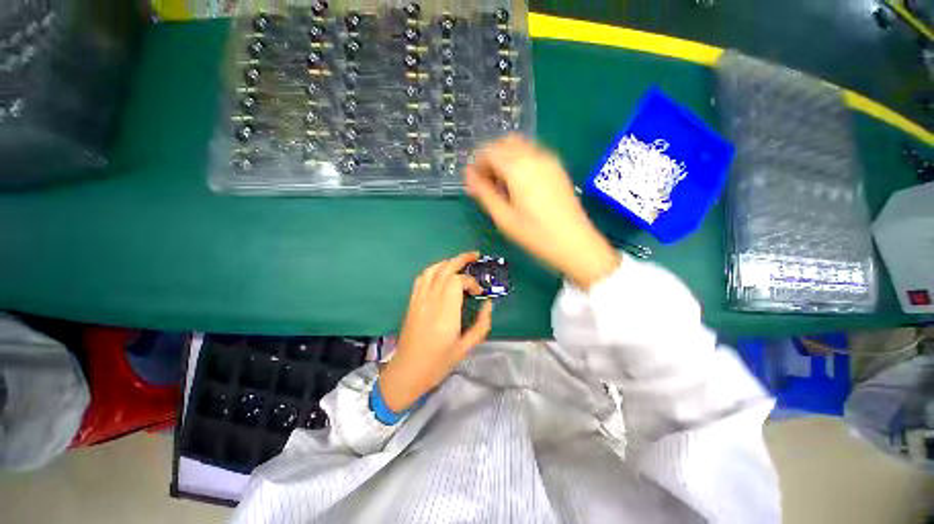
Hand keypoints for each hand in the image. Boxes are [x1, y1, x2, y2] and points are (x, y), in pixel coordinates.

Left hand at [379, 253, 493, 411]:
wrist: (407, 372)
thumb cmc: (438, 363)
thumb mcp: (466, 348)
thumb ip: (481, 324)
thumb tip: (488, 304)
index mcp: (446, 313)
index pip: (457, 281)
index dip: (471, 281)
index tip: (478, 293)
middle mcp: (431, 301)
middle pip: (445, 270)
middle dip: (462, 259)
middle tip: (475, 256)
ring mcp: (419, 300)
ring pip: (432, 270)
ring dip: (448, 262)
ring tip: (460, 262)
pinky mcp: (412, 302)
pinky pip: (422, 278)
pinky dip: (434, 270)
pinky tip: (441, 272)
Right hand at [465, 134, 619, 289]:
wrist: (575, 242)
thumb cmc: (535, 234)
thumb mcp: (503, 217)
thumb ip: (484, 192)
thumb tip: (468, 175)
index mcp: (518, 168)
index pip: (489, 151)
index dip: (476, 164)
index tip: (472, 182)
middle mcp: (534, 156)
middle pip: (504, 143)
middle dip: (490, 158)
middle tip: (485, 182)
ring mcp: (549, 160)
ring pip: (519, 146)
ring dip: (505, 158)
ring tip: (501, 185)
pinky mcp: (557, 168)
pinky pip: (532, 154)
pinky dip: (519, 161)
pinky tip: (518, 184)